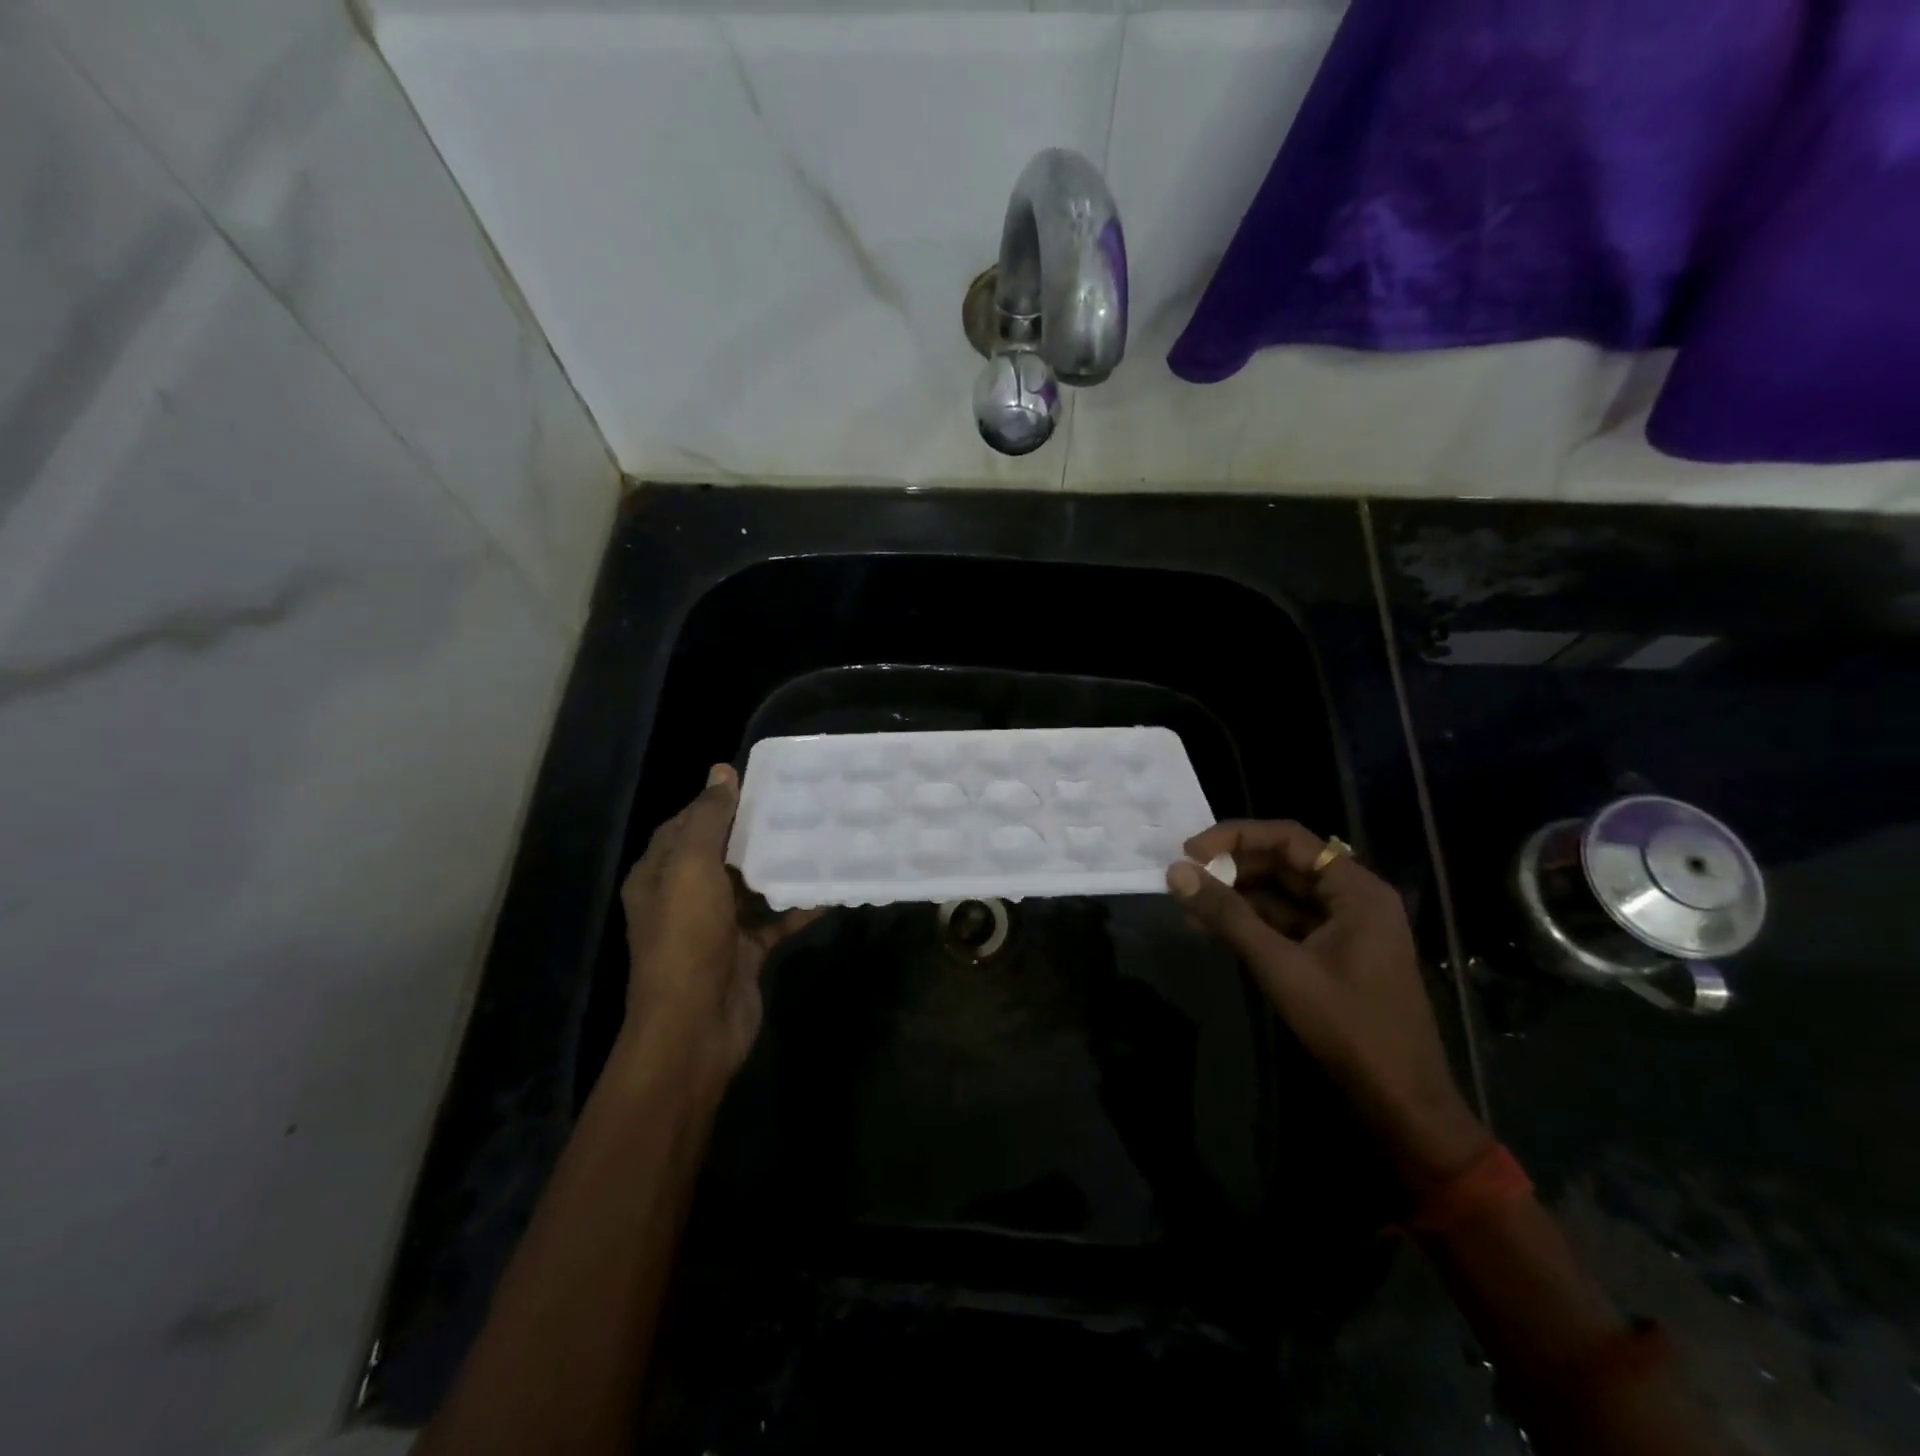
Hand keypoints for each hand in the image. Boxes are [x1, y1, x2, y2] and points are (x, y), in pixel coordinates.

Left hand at [617, 764, 817, 1093]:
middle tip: (799, 805)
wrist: (696, 1027)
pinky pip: (773, 920)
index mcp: (659, 874)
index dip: (717, 802)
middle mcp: (683, 897)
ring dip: (779, 867)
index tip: (758, 783)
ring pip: (750, 886)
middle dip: (755, 832)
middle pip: (722, 853)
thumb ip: (709, 819)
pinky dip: (796, 906)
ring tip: (818, 838)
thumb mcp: (692, 868)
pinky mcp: (744, 951)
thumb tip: (721, 771)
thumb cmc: (687, 939)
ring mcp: (715, 927)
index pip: (686, 825)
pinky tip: (828, 889)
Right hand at [1167, 820, 1488, 1189]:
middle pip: (1285, 862)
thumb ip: (1227, 916)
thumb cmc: (1349, 1026)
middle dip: (1233, 867)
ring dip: (1238, 896)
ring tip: (1190, 905)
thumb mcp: (1281, 966)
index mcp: (1356, 889)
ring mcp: (1346, 926)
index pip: (1288, 838)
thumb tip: (1176, 873)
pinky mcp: (1335, 953)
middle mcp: (1354, 897)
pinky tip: (1214, 930)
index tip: (1191, 852)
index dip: (1235, 837)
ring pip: (1283, 893)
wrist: (1401, 1102)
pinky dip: (1252, 922)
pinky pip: (1288, 922)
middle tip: (1186, 878)